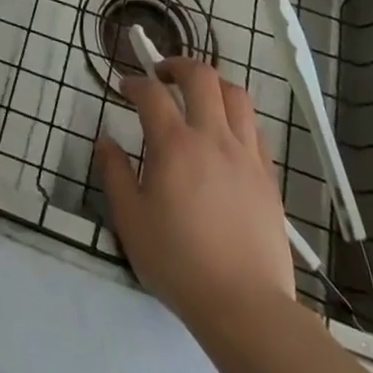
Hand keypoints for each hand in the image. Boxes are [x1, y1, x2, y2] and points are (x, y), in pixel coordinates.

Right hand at [93, 58, 296, 330]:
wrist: (246, 307)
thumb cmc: (179, 264)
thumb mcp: (131, 221)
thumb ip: (114, 174)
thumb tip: (104, 140)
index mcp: (175, 145)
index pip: (151, 94)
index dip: (134, 83)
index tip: (124, 88)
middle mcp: (212, 137)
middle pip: (201, 77)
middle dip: (178, 65)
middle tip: (162, 75)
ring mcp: (245, 155)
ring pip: (235, 95)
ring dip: (213, 85)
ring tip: (198, 97)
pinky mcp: (268, 177)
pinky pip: (255, 128)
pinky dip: (237, 117)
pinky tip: (226, 134)